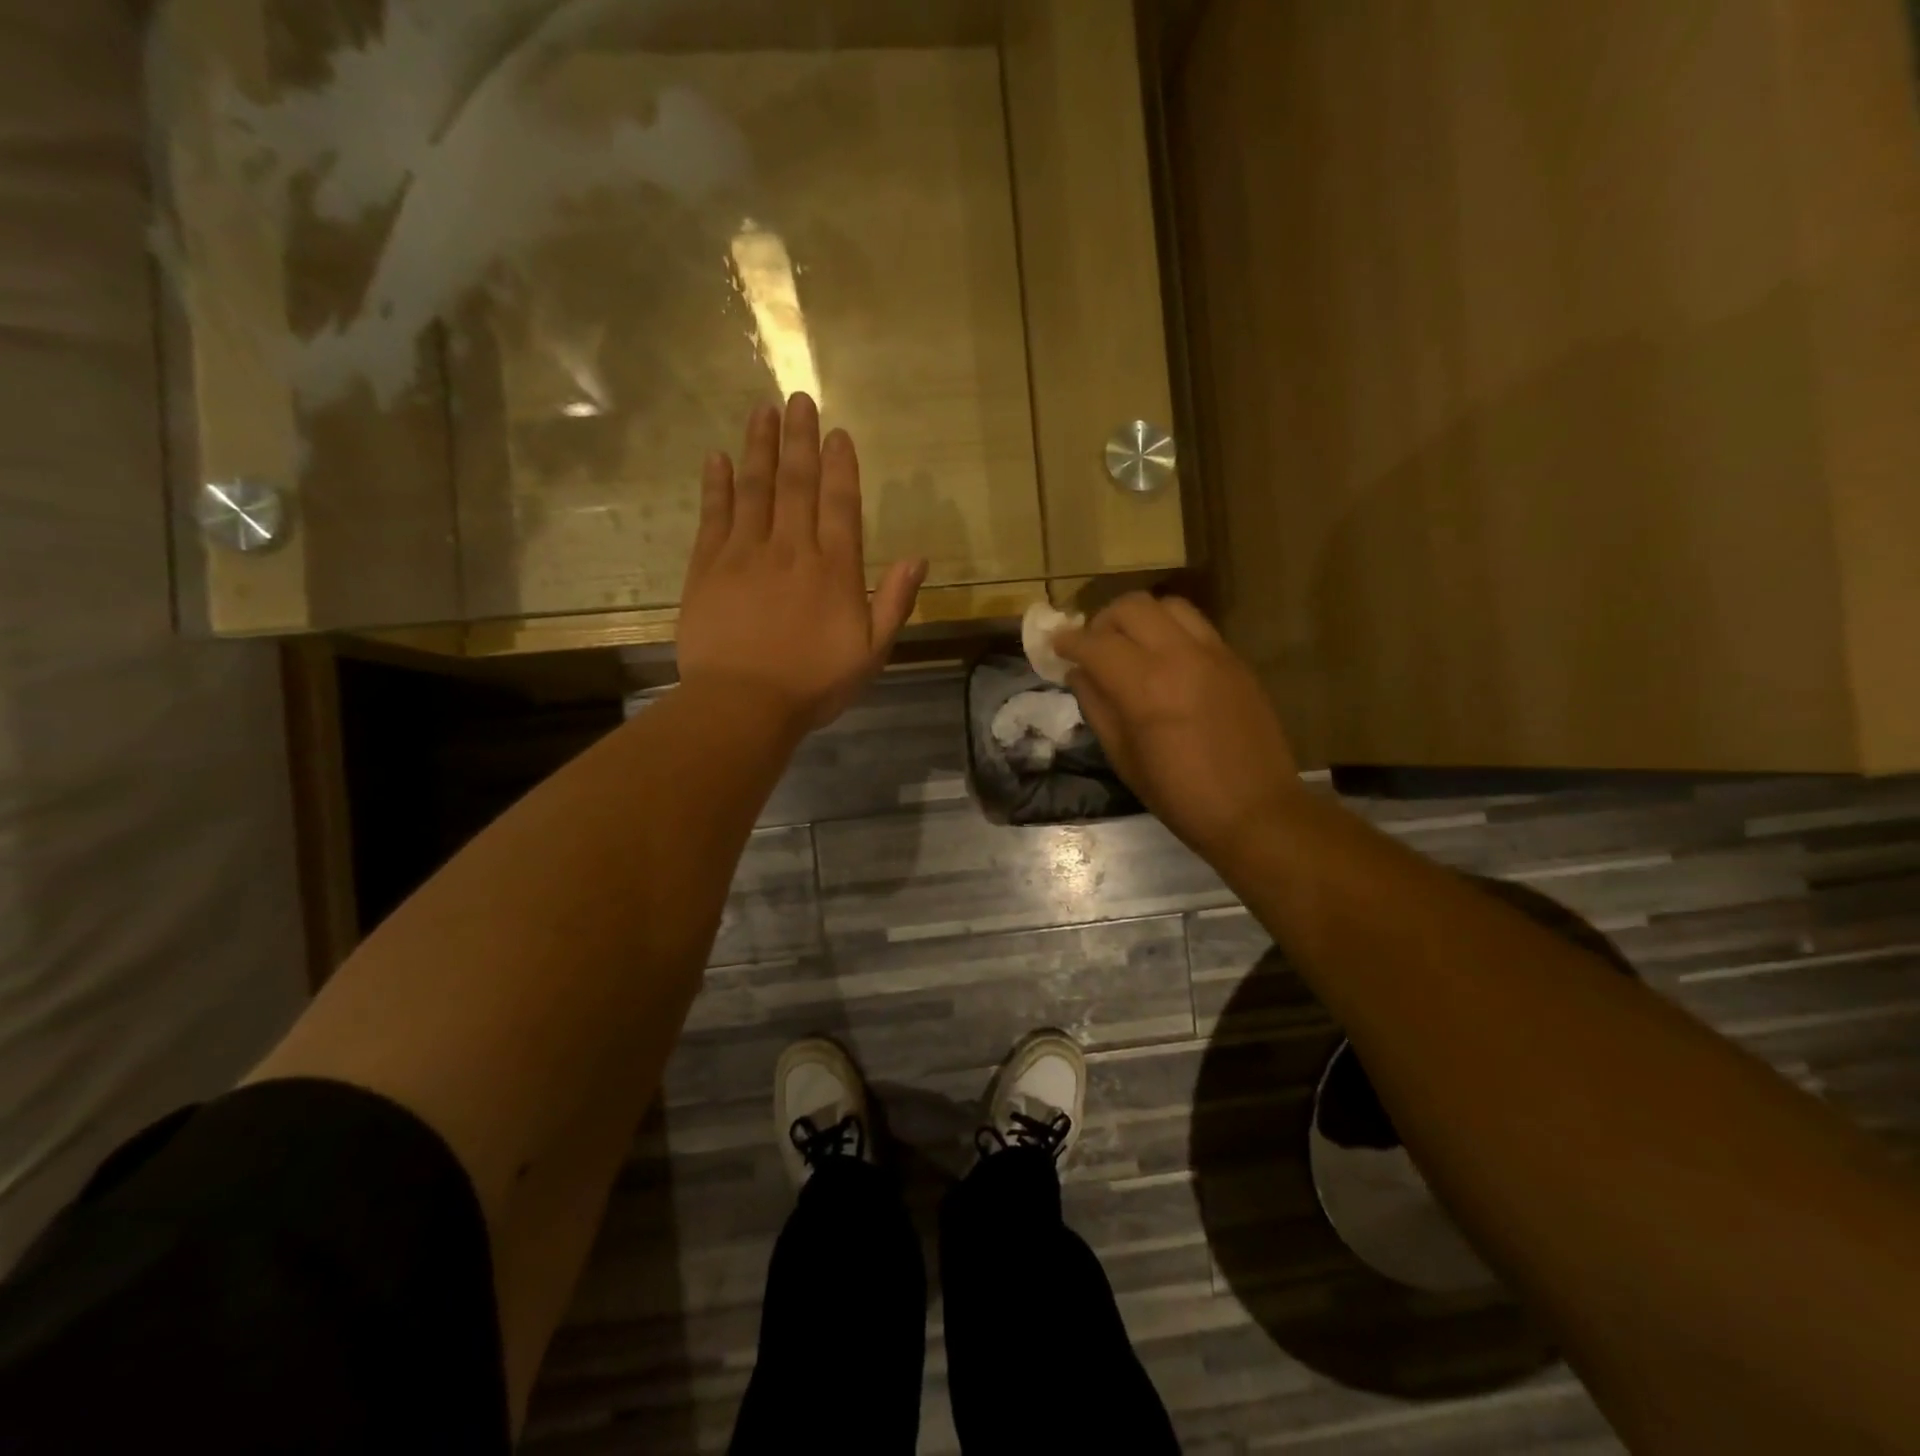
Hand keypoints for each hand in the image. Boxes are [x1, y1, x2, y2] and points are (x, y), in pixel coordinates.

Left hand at [678, 395, 925, 732]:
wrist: (743, 704)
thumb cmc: (813, 684)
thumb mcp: (871, 652)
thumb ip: (893, 603)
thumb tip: (917, 559)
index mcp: (834, 570)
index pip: (839, 504)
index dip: (840, 466)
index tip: (837, 433)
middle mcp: (791, 549)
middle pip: (796, 483)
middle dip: (799, 439)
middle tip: (797, 399)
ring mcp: (745, 553)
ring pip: (754, 488)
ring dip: (759, 447)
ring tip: (762, 411)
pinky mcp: (707, 567)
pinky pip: (713, 515)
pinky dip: (716, 484)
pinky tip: (717, 458)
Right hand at [1056, 593, 1302, 858]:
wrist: (1254, 810)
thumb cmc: (1179, 795)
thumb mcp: (1123, 757)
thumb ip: (1096, 707)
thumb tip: (1078, 674)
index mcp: (1144, 687)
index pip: (1095, 643)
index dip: (1068, 641)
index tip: (1055, 646)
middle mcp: (1178, 656)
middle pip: (1131, 607)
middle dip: (1102, 621)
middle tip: (1093, 647)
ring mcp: (1212, 652)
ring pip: (1167, 605)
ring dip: (1139, 618)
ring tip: (1130, 645)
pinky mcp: (1235, 659)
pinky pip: (1195, 624)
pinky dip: (1170, 629)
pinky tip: (1165, 659)